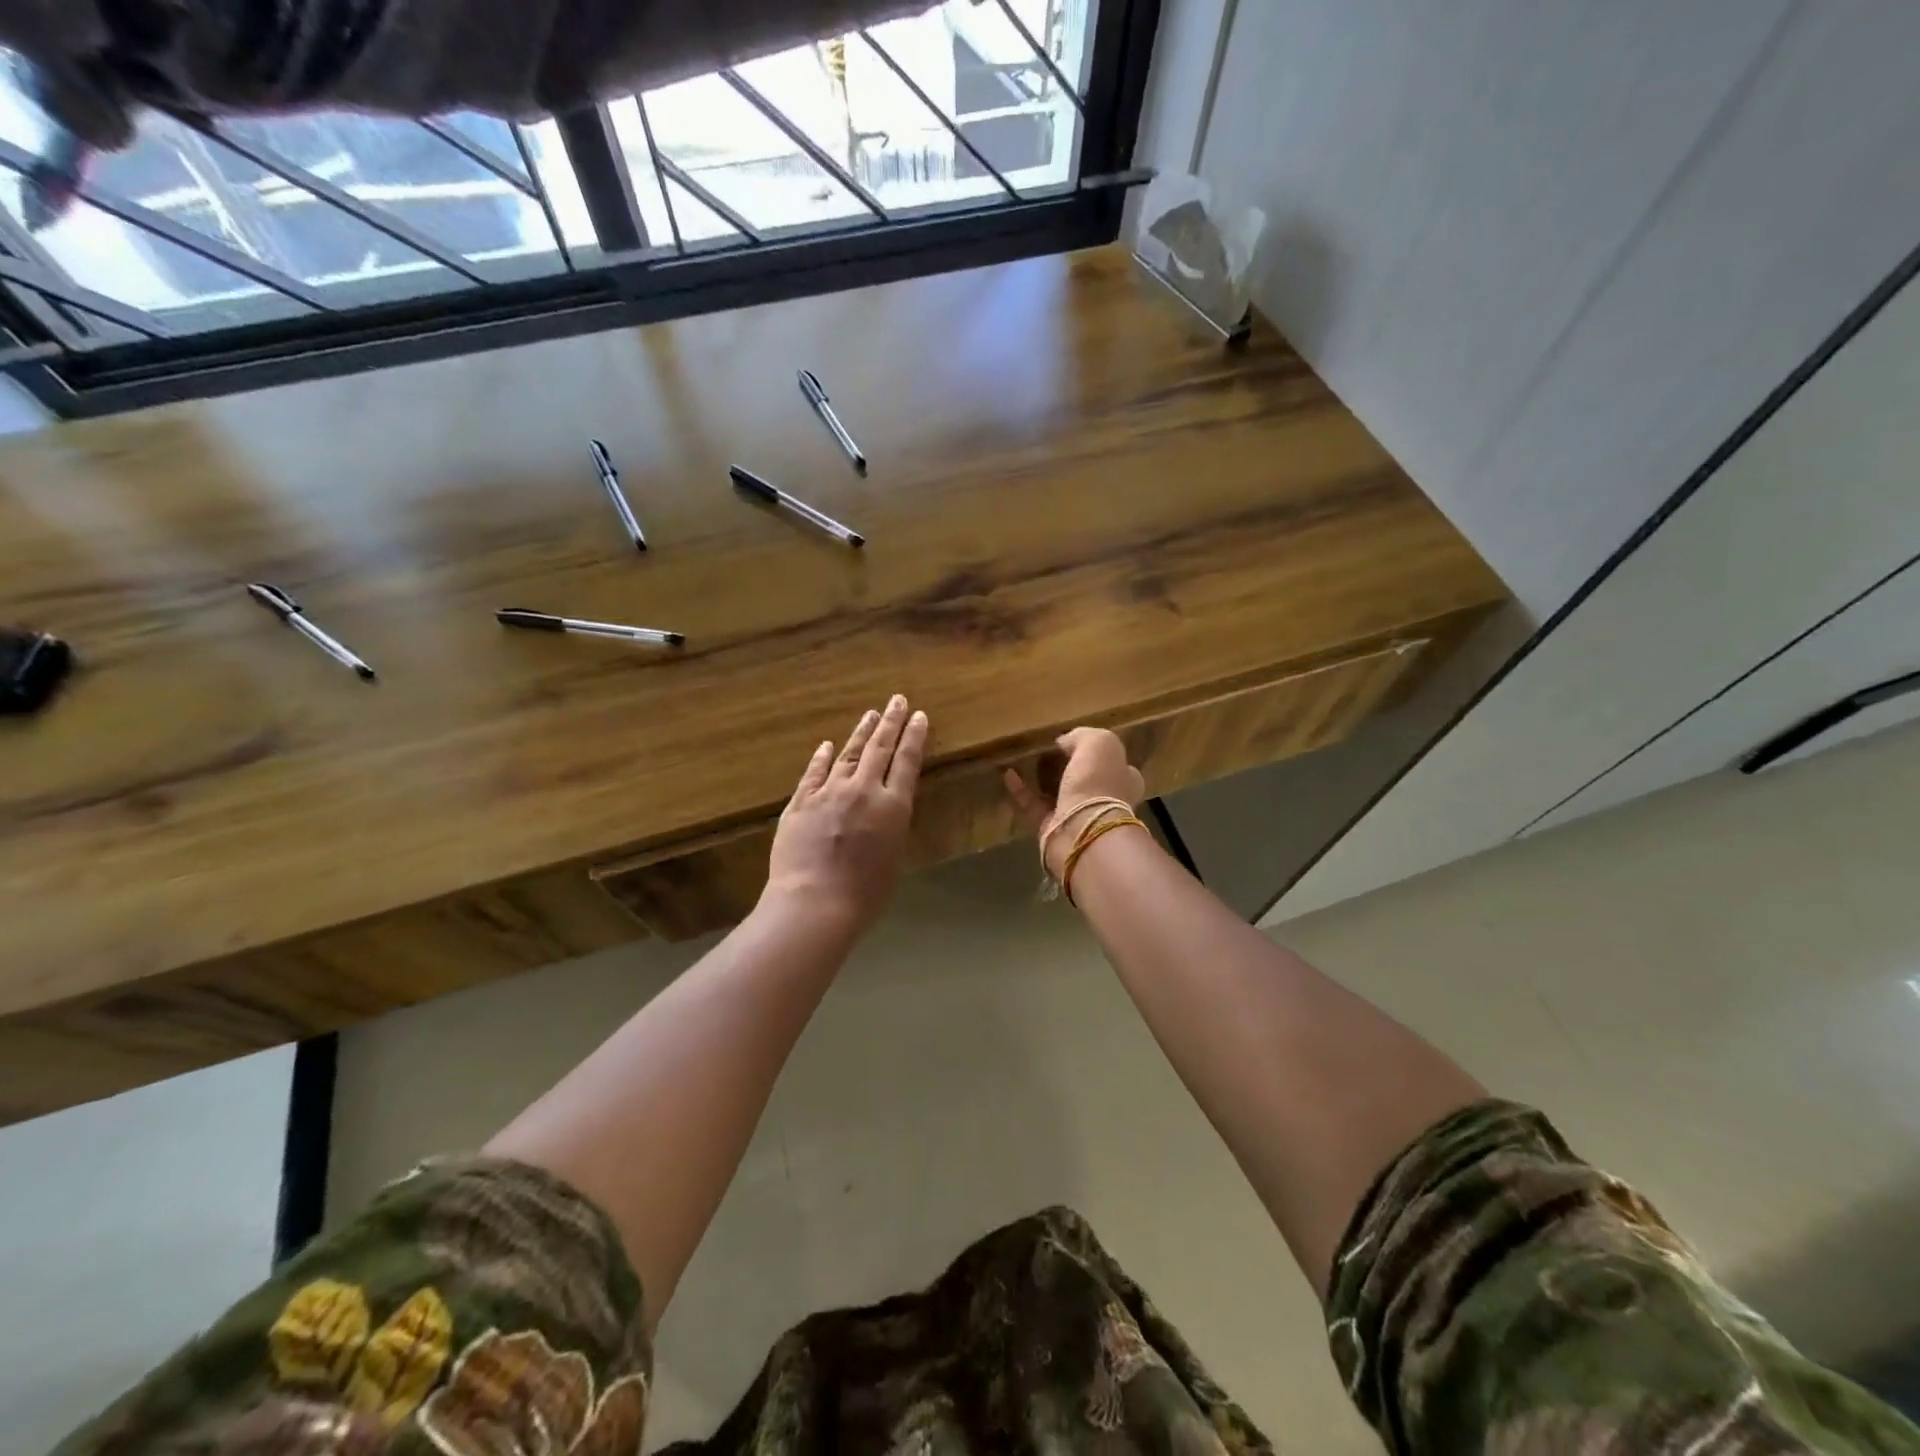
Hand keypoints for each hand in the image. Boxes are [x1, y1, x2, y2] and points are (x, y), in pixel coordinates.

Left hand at [764, 696, 927, 933]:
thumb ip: (890, 826)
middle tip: (897, 700)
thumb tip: (886, 811)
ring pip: (848, 754)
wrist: (815, 901)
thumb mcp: (893, 857)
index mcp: (893, 806)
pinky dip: (822, 757)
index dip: (915, 737)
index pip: (908, 762)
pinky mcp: (801, 801)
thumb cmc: (865, 893)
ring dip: (861, 732)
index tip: (920, 716)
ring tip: (870, 714)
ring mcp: (829, 792)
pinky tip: (827, 745)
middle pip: (880, 748)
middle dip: (891, 722)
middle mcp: (864, 790)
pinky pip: (814, 772)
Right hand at [1004, 727, 1145, 879]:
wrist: (1083, 831)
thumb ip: (1082, 736)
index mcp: (1123, 778)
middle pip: (1083, 777)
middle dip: (1065, 765)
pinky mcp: (1052, 828)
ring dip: (1039, 777)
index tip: (1070, 740)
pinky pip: (1033, 804)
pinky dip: (1020, 789)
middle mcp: (1104, 798)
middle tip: (1043, 749)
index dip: (1093, 750)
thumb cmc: (1098, 783)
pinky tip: (1007, 773)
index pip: (1112, 761)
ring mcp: (1078, 815)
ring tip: (1021, 758)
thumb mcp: (1099, 743)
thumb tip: (1064, 742)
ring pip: (1057, 792)